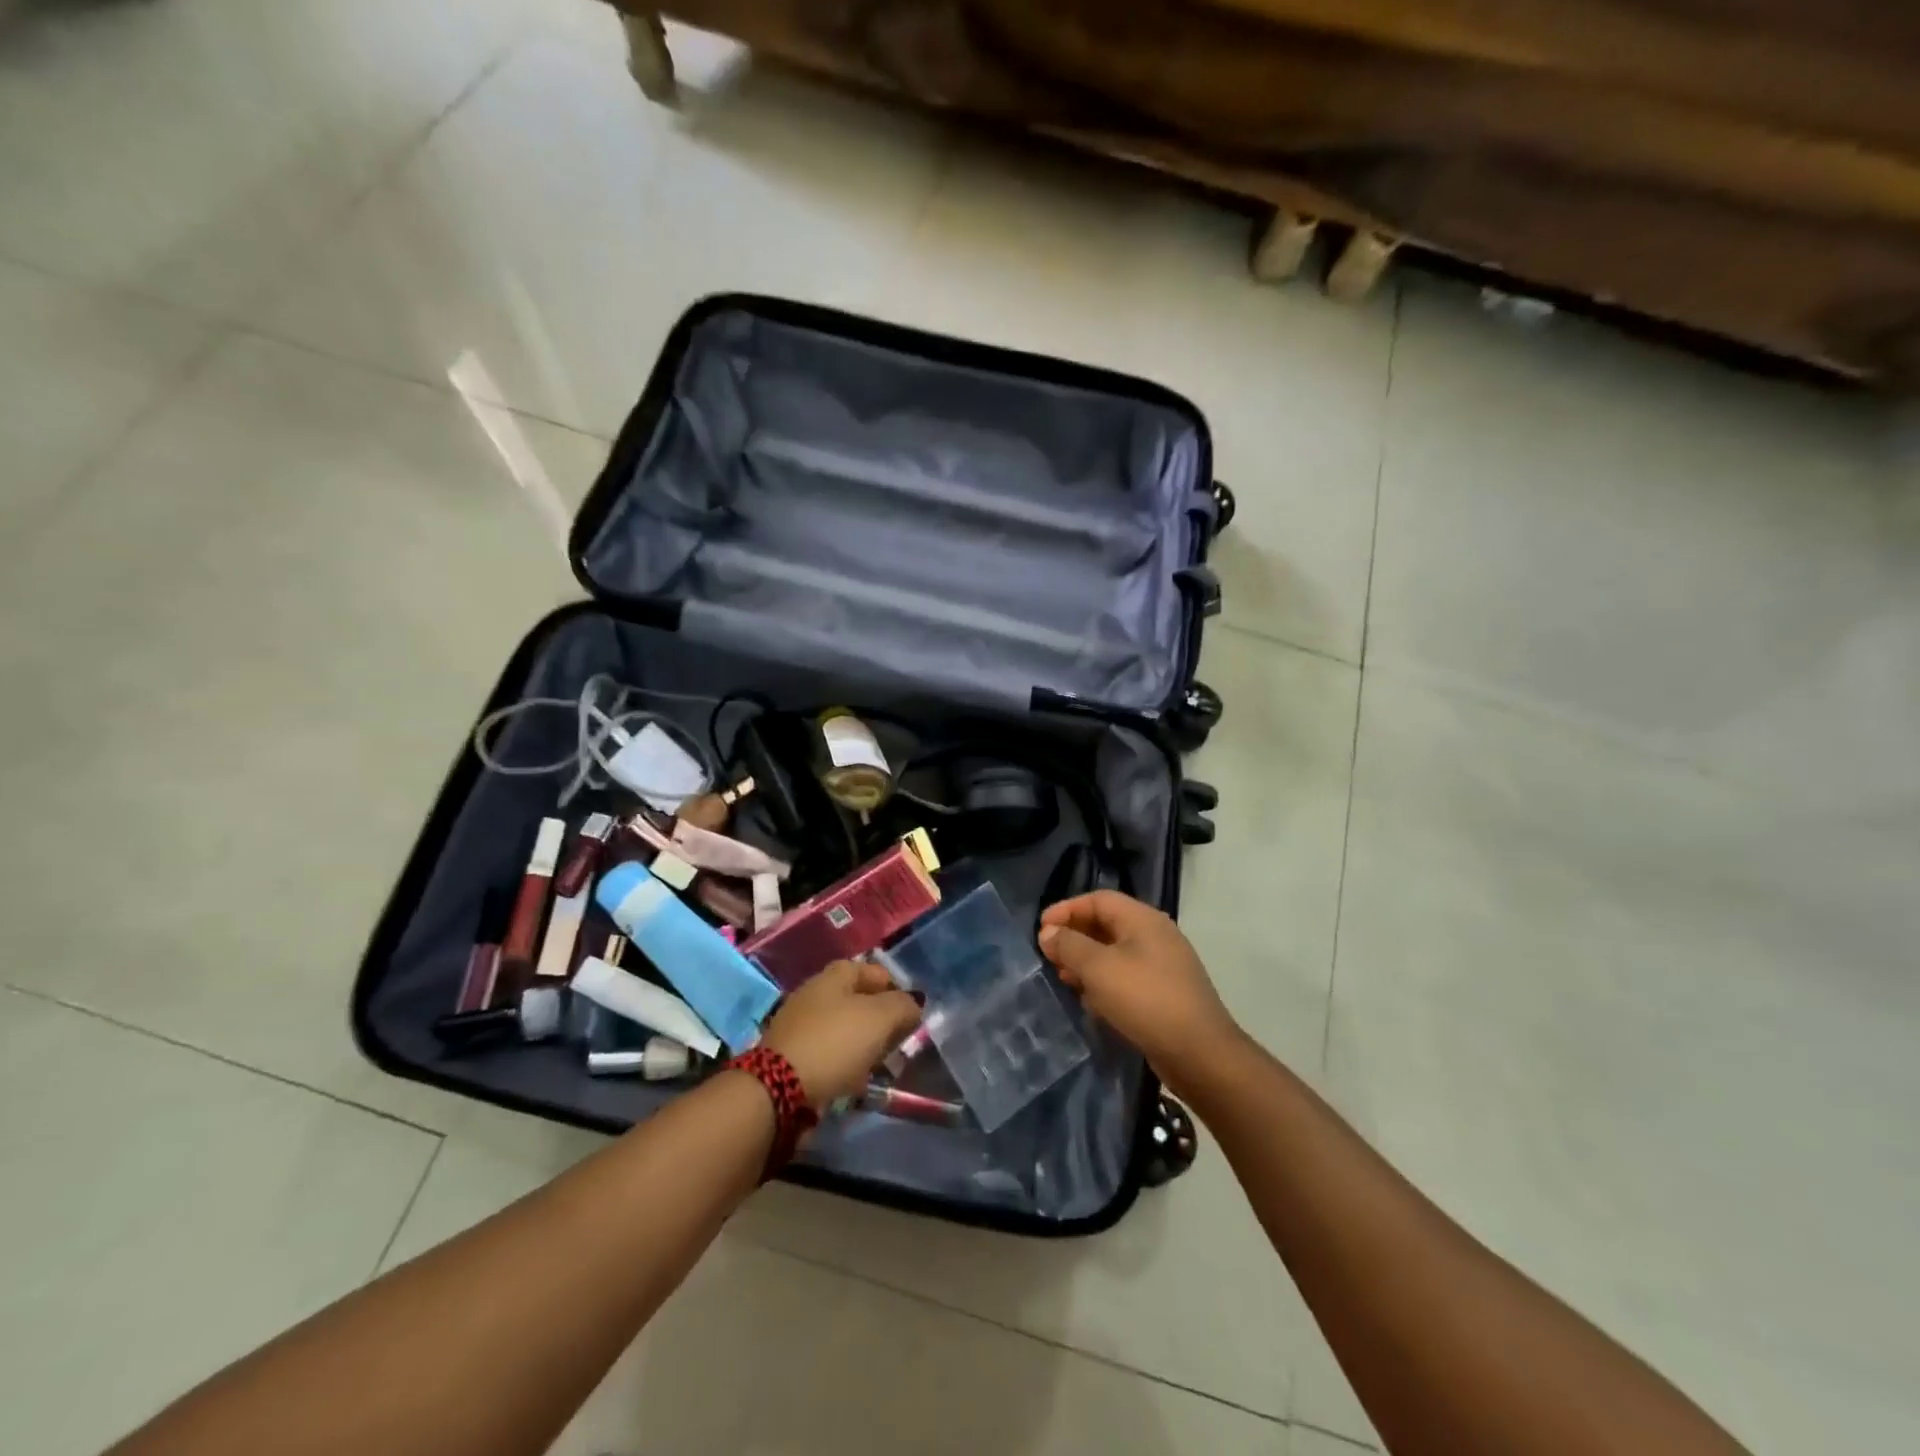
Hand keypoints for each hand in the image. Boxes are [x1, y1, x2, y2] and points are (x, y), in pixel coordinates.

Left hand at [760, 959, 921, 1107]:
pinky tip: (854, 1080)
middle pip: (858, 1000)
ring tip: (880, 1065)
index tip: (910, 1013)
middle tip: (898, 1041)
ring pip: (844, 1029)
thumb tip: (913, 1005)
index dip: (894, 987)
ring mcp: (800, 1025)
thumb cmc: (835, 1042)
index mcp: (834, 975)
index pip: (872, 970)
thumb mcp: (880, 1018)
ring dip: (864, 1044)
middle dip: (881, 1019)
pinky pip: (828, 1053)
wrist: (777, 1088)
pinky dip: (844, 1063)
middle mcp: (815, 993)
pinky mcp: (791, 1056)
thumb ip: (903, 1006)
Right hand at [1039, 890, 1243, 1095]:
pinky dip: (1104, 982)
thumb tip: (1048, 932)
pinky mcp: (1164, 993)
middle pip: (1107, 924)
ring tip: (1064, 979)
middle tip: (1049, 956)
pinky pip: (1126, 977)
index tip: (1041, 929)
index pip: (1098, 900)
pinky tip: (1090, 1002)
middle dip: (1074, 936)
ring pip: (1115, 953)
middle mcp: (1155, 935)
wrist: (1200, 1054)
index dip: (1067, 909)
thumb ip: (1069, 945)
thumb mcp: (1099, 969)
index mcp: (1143, 919)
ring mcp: (1163, 965)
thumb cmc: (1146, 1000)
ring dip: (1087, 962)